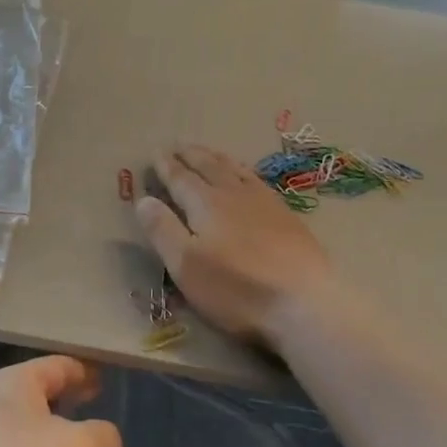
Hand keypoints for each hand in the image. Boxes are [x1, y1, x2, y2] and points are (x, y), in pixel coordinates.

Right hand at [135, 143, 334, 347]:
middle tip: (179, 144)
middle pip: (210, 167)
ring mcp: (266, 204)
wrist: (303, 302)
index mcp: (206, 204)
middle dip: (192, 155)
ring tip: (209, 153)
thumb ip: (163, 230)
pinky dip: (245, 173)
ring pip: (237, 171)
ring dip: (219, 159)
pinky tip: (249, 179)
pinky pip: (259, 182)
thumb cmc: (235, 287)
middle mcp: (235, 195)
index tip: (156, 152)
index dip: (166, 166)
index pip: (181, 178)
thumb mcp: (185, 264)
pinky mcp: (288, 218)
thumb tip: (143, 199)